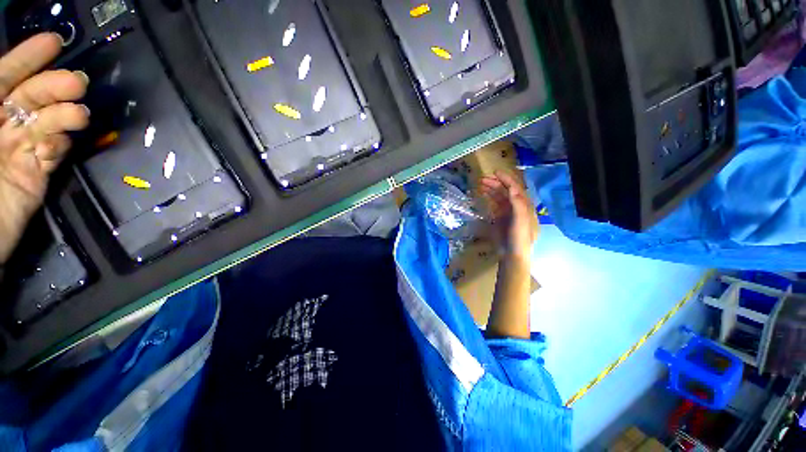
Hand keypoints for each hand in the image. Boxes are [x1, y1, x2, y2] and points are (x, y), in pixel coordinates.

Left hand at [0, 33, 89, 263]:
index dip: (27, 58)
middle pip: (31, 98)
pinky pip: (52, 154)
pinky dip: (59, 145)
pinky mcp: (35, 176)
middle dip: (54, 87)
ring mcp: (19, 152)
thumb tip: (3, 80)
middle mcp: (0, 127)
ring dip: (65, 116)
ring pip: (47, 125)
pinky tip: (60, 143)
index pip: (5, 77)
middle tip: (77, 83)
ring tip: (79, 114)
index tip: (55, 43)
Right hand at [480, 170, 538, 259]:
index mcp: (524, 205)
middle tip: (482, 179)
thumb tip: (512, 188)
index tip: (494, 172)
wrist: (512, 254)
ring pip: (499, 196)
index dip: (506, 179)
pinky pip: (494, 204)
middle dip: (495, 183)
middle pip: (505, 190)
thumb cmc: (519, 238)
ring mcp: (507, 211)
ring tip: (480, 184)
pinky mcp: (499, 217)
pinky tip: (482, 194)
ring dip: (491, 189)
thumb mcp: (520, 221)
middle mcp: (516, 206)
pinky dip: (489, 197)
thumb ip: (517, 205)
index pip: (515, 188)